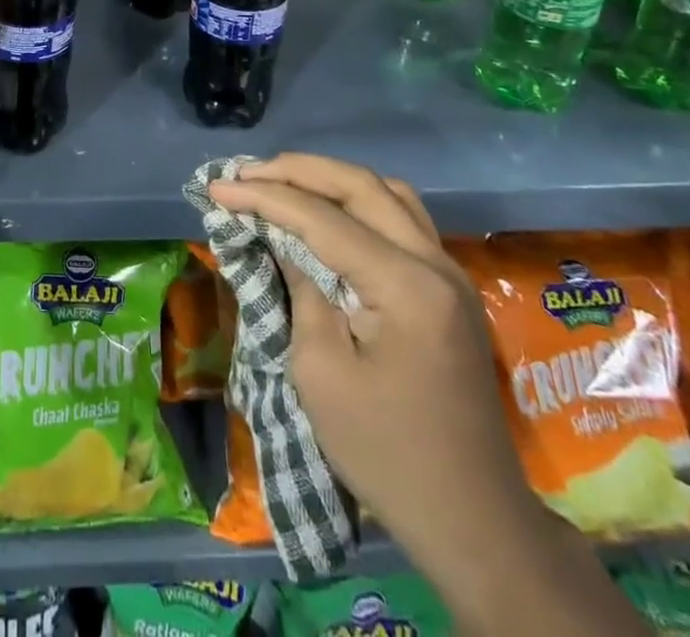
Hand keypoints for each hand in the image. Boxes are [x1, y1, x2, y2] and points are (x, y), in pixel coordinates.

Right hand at [208, 155, 544, 585]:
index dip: (264, 197)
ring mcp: (450, 271)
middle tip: (245, 172)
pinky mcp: (450, 286)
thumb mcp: (320, 371)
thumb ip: (300, 288)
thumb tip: (279, 237)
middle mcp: (435, 262)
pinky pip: (402, 216)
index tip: (216, 187)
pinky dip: (358, 200)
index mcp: (406, 286)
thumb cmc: (385, 452)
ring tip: (281, 182)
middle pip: (360, 185)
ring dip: (329, 178)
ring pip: (386, 191)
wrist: (473, 519)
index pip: (323, 218)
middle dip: (296, 170)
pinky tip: (327, 211)